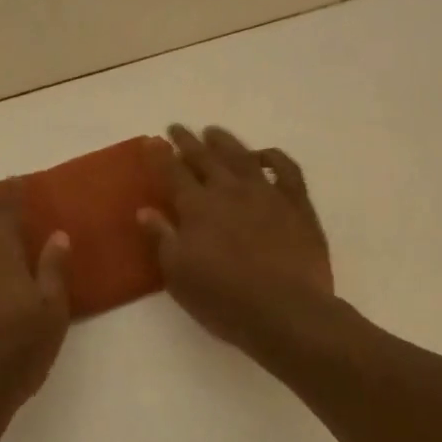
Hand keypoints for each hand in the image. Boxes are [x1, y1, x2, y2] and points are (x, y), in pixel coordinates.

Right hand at [139, 125, 333, 357]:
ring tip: (212, 131)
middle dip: (187, 141)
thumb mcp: (179, 275)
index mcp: (197, 207)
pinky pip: (286, 169)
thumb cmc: (224, 299)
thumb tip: (145, 210)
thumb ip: (161, 238)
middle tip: (176, 128)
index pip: (172, 172)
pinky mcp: (297, 204)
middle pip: (204, 157)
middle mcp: (229, 190)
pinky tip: (264, 154)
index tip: (150, 141)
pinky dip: (273, 157)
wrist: (287, 312)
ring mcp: (266, 193)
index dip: (159, 155)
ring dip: (224, 141)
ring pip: (242, 156)